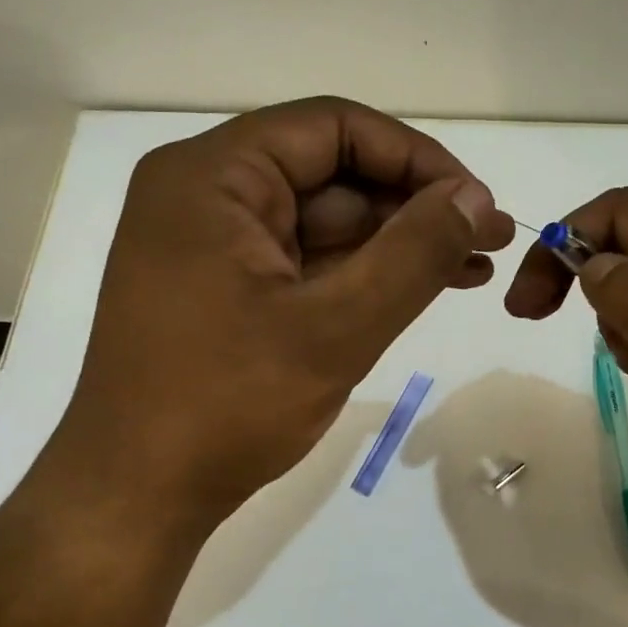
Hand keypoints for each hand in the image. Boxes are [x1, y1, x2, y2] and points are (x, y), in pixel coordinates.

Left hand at [38, 98, 512, 540]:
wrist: (139, 497)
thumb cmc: (228, 405)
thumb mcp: (337, 326)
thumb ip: (415, 253)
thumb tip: (475, 197)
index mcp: (213, 176)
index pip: (334, 129)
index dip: (416, 159)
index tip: (475, 203)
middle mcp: (206, 195)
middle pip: (331, 174)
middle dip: (415, 206)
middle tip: (489, 239)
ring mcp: (213, 245)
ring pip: (324, 223)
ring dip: (397, 243)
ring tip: (474, 268)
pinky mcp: (225, 290)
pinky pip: (306, 262)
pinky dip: (362, 274)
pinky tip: (421, 289)